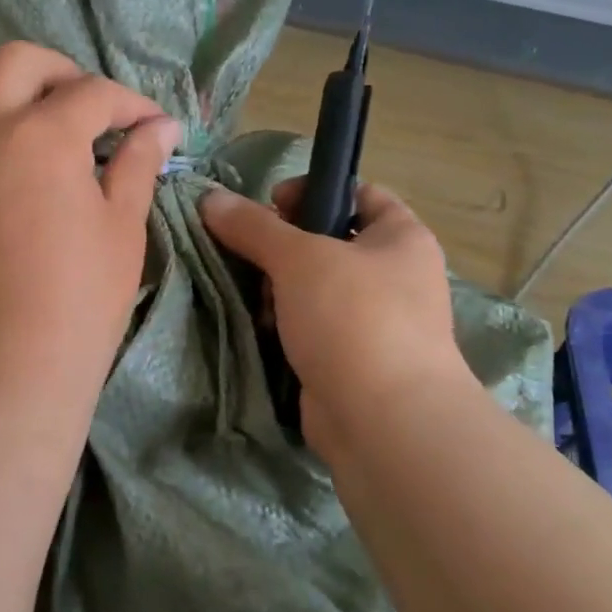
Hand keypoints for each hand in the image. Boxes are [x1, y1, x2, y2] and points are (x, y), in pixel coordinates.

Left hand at [0, 42, 179, 418]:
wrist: (0, 374)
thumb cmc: (78, 303)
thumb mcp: (121, 228)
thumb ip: (137, 163)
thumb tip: (160, 127)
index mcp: (37, 135)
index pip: (91, 93)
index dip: (131, 105)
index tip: (153, 127)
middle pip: (16, 63)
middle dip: (63, 73)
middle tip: (92, 111)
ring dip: (15, 99)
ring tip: (49, 139)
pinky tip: (9, 180)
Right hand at [200, 179, 468, 458]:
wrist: (383, 421)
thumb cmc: (352, 318)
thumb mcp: (298, 258)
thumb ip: (253, 226)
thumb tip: (211, 198)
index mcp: (401, 238)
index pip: (358, 193)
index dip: (314, 190)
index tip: (270, 204)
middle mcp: (395, 276)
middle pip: (327, 242)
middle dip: (282, 250)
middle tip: (254, 259)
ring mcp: (375, 321)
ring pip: (313, 288)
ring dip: (278, 291)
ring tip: (260, 304)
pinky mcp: (351, 358)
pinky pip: (311, 327)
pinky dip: (286, 326)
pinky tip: (265, 332)